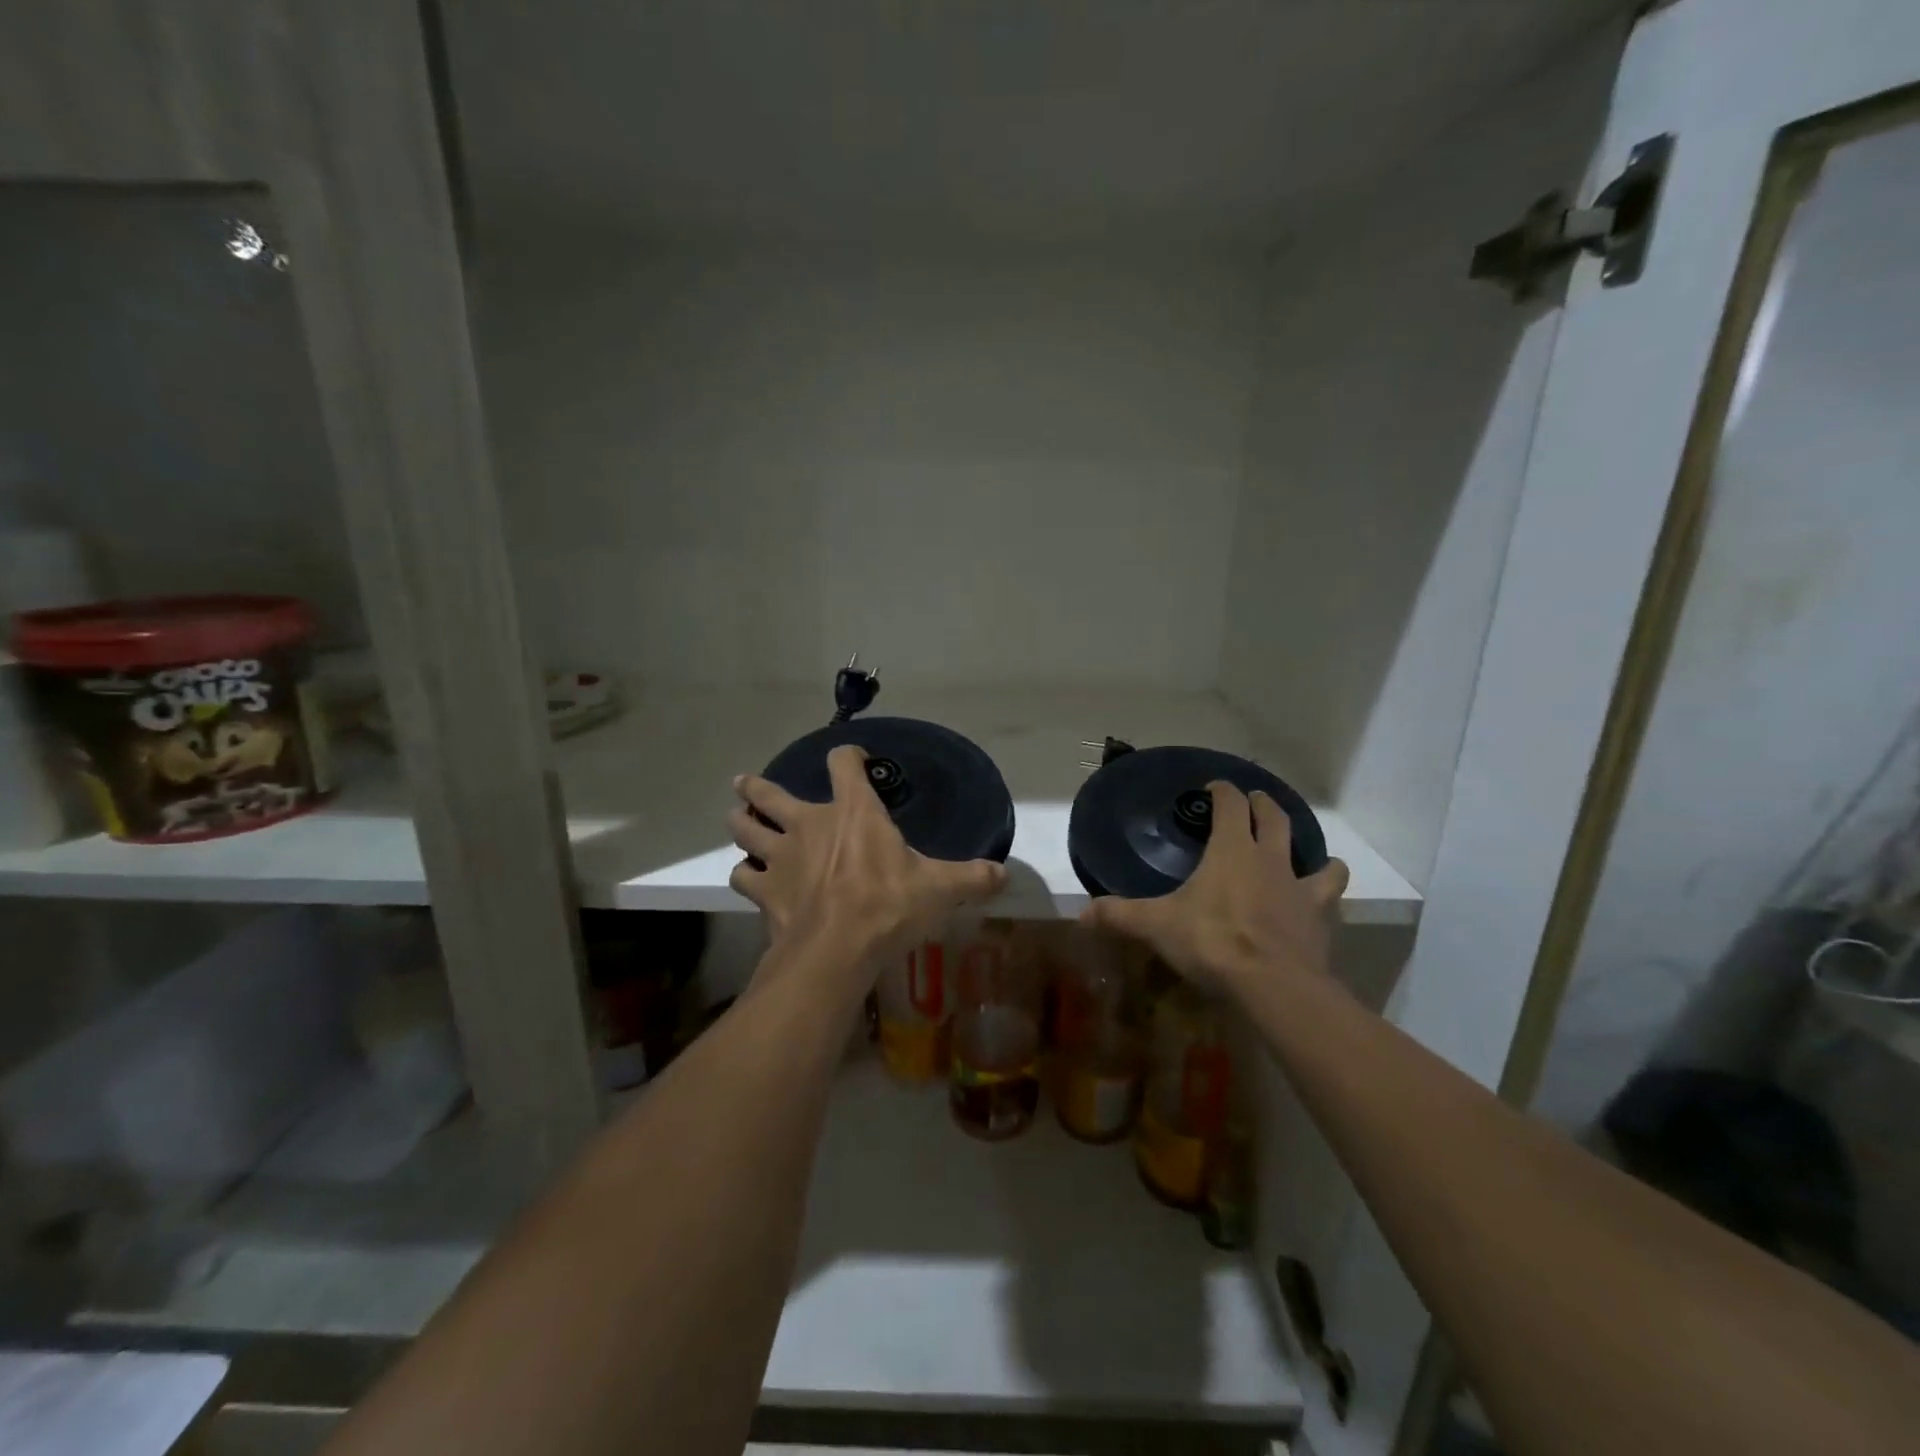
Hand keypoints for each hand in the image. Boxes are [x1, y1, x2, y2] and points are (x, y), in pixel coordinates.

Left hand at [728, 745, 1007, 971]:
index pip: (843, 764)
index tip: (853, 759)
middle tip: (744, 783)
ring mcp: (780, 856)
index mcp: (853, 812)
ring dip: (740, 823)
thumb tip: (1006, 876)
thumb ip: (973, 878)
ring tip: (737, 819)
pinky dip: (743, 874)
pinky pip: (742, 876)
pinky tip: (748, 878)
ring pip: (745, 829)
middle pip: (770, 794)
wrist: (836, 951)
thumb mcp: (940, 890)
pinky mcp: (763, 890)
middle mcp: (809, 824)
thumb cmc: (888, 907)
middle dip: (757, 787)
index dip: (847, 756)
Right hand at [1081, 781, 1348, 997]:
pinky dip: (1325, 893)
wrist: (1272, 984)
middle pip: (1273, 819)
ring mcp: (1300, 888)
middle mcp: (1269, 860)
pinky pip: (1329, 897)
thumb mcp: (1157, 926)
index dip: (1222, 792)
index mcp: (1231, 850)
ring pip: (1316, 857)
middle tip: (1255, 800)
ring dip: (1310, 850)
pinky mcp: (1319, 919)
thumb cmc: (1211, 941)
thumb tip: (1082, 913)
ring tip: (1304, 852)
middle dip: (1263, 805)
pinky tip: (1318, 902)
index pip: (1230, 805)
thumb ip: (1120, 915)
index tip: (1214, 787)